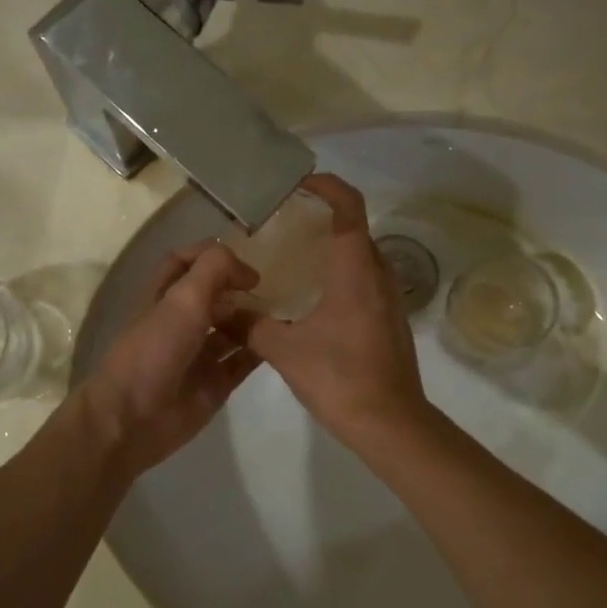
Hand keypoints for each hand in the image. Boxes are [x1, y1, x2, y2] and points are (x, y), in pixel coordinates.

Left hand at [79, 241, 262, 478]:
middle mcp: (181, 322)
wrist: (132, 418)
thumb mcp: (183, 298)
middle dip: (241, 291)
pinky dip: (260, 352)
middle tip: (275, 292)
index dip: (213, 257)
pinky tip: (281, 343)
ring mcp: (198, 354)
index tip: (245, 266)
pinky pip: (242, 362)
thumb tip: (247, 272)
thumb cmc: (153, 350)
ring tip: (284, 317)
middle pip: (215, 297)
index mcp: (163, 296)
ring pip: (232, 329)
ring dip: (255, 320)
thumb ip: (214, 270)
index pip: (186, 262)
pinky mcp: (214, 384)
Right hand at [235, 174, 430, 447]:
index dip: (327, 186)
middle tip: (284, 220)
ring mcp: (389, 298)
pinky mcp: (389, 319)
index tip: (298, 183)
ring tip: (293, 254)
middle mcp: (378, 274)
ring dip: (333, 245)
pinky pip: (365, 279)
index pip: (349, 207)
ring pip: (362, 255)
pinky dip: (341, 272)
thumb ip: (247, 324)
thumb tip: (215, 307)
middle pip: (356, 227)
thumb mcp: (284, 350)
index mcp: (355, 270)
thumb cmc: (340, 379)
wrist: (391, 424)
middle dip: (323, 215)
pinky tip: (312, 296)